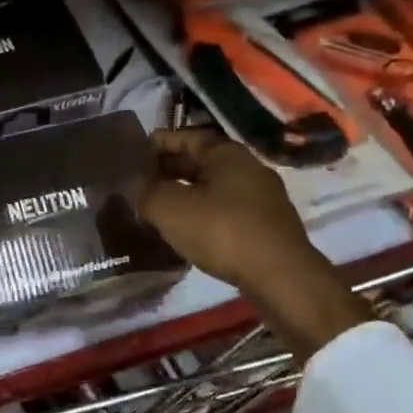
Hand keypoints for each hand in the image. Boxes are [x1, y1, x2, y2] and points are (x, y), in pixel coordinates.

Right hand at [136, 127, 371, 353]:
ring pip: (213, 186)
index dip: (155, 144)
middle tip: (139, 185)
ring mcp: (262, 197)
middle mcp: (248, 166)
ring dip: (185, 193)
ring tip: (158, 208)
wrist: (280, 277)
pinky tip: (187, 230)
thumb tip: (135, 184)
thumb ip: (146, 191)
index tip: (131, 157)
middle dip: (168, 170)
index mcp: (226, 152)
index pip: (184, 136)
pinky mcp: (267, 225)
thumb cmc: (222, 231)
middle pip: (200, 161)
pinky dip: (203, 213)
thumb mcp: (169, 208)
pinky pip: (226, 209)